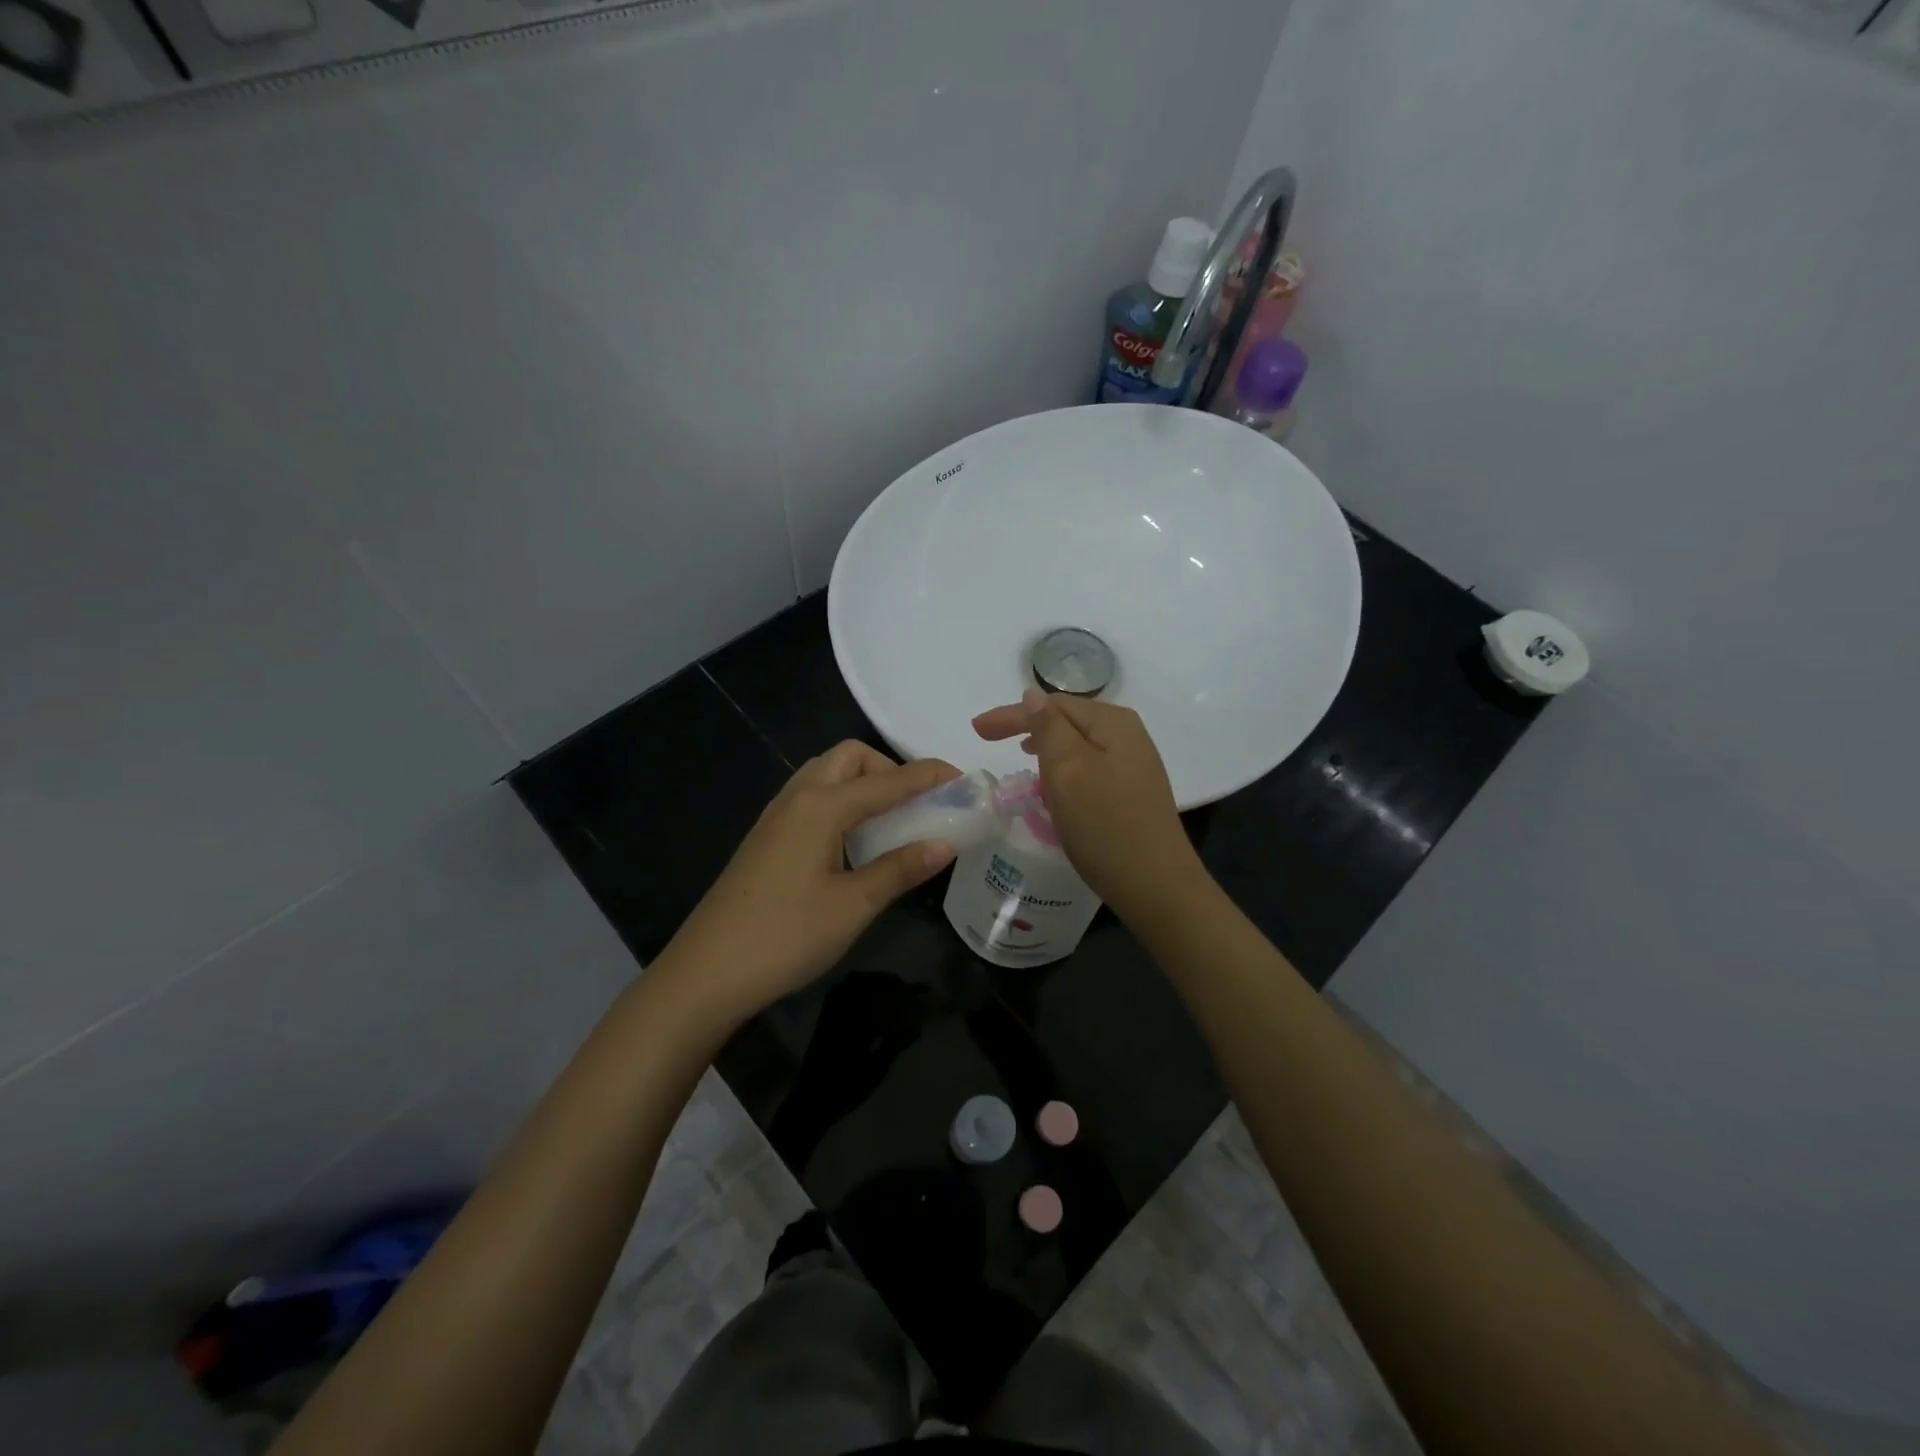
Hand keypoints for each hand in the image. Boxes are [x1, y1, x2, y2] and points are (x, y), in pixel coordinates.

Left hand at [662, 742, 959, 1023]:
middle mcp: (797, 798)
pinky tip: (851, 841)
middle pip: (849, 758)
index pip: (888, 780)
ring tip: (888, 820)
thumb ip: (900, 869)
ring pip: (825, 774)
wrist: (706, 972)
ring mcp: (776, 816)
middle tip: (915, 804)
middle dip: (888, 769)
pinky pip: (810, 797)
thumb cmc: (786, 936)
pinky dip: (840, 800)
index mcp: (821, 806)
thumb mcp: (853, 905)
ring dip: (862, 782)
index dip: (928, 776)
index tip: (963, 779)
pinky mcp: (765, 837)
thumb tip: (945, 844)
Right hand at [972, 688, 1204, 919]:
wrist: (1155, 884)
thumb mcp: (1068, 770)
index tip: (977, 729)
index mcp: (1112, 722)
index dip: (1011, 714)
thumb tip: (1033, 694)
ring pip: (1077, 744)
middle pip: (1066, 719)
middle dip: (1027, 726)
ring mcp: (1133, 763)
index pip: (1052, 705)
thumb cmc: (1105, 824)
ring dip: (1045, 747)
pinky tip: (1053, 784)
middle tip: (989, 740)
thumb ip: (1047, 728)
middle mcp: (1128, 734)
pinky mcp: (1132, 790)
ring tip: (1019, 757)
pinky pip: (1088, 766)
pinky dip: (1064, 769)